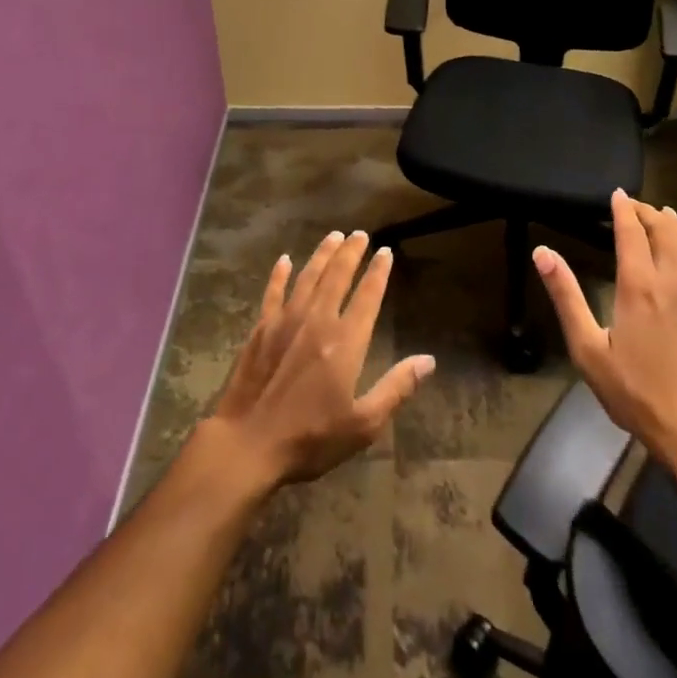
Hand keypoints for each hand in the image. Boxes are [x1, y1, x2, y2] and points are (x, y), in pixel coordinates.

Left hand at [205, 229, 435, 490]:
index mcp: (346, 342)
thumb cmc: (310, 438)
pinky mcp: (260, 330)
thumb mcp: (363, 424)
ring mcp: (285, 322)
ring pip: (308, 277)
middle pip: (337, 277)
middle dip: (351, 253)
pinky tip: (284, 260)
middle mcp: (317, 322)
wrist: (248, 443)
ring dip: (322, 255)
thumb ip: (396, 388)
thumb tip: (428, 360)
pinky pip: (273, 293)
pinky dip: (280, 275)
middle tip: (360, 233)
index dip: (378, 272)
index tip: (386, 251)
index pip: (367, 297)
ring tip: (334, 236)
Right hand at [533, 190, 676, 485]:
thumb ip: (566, 296)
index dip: (623, 209)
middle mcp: (675, 280)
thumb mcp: (588, 348)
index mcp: (639, 285)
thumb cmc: (635, 393)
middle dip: (650, 212)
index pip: (632, 231)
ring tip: (665, 218)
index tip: (616, 195)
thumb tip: (542, 251)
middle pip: (666, 229)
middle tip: (635, 207)